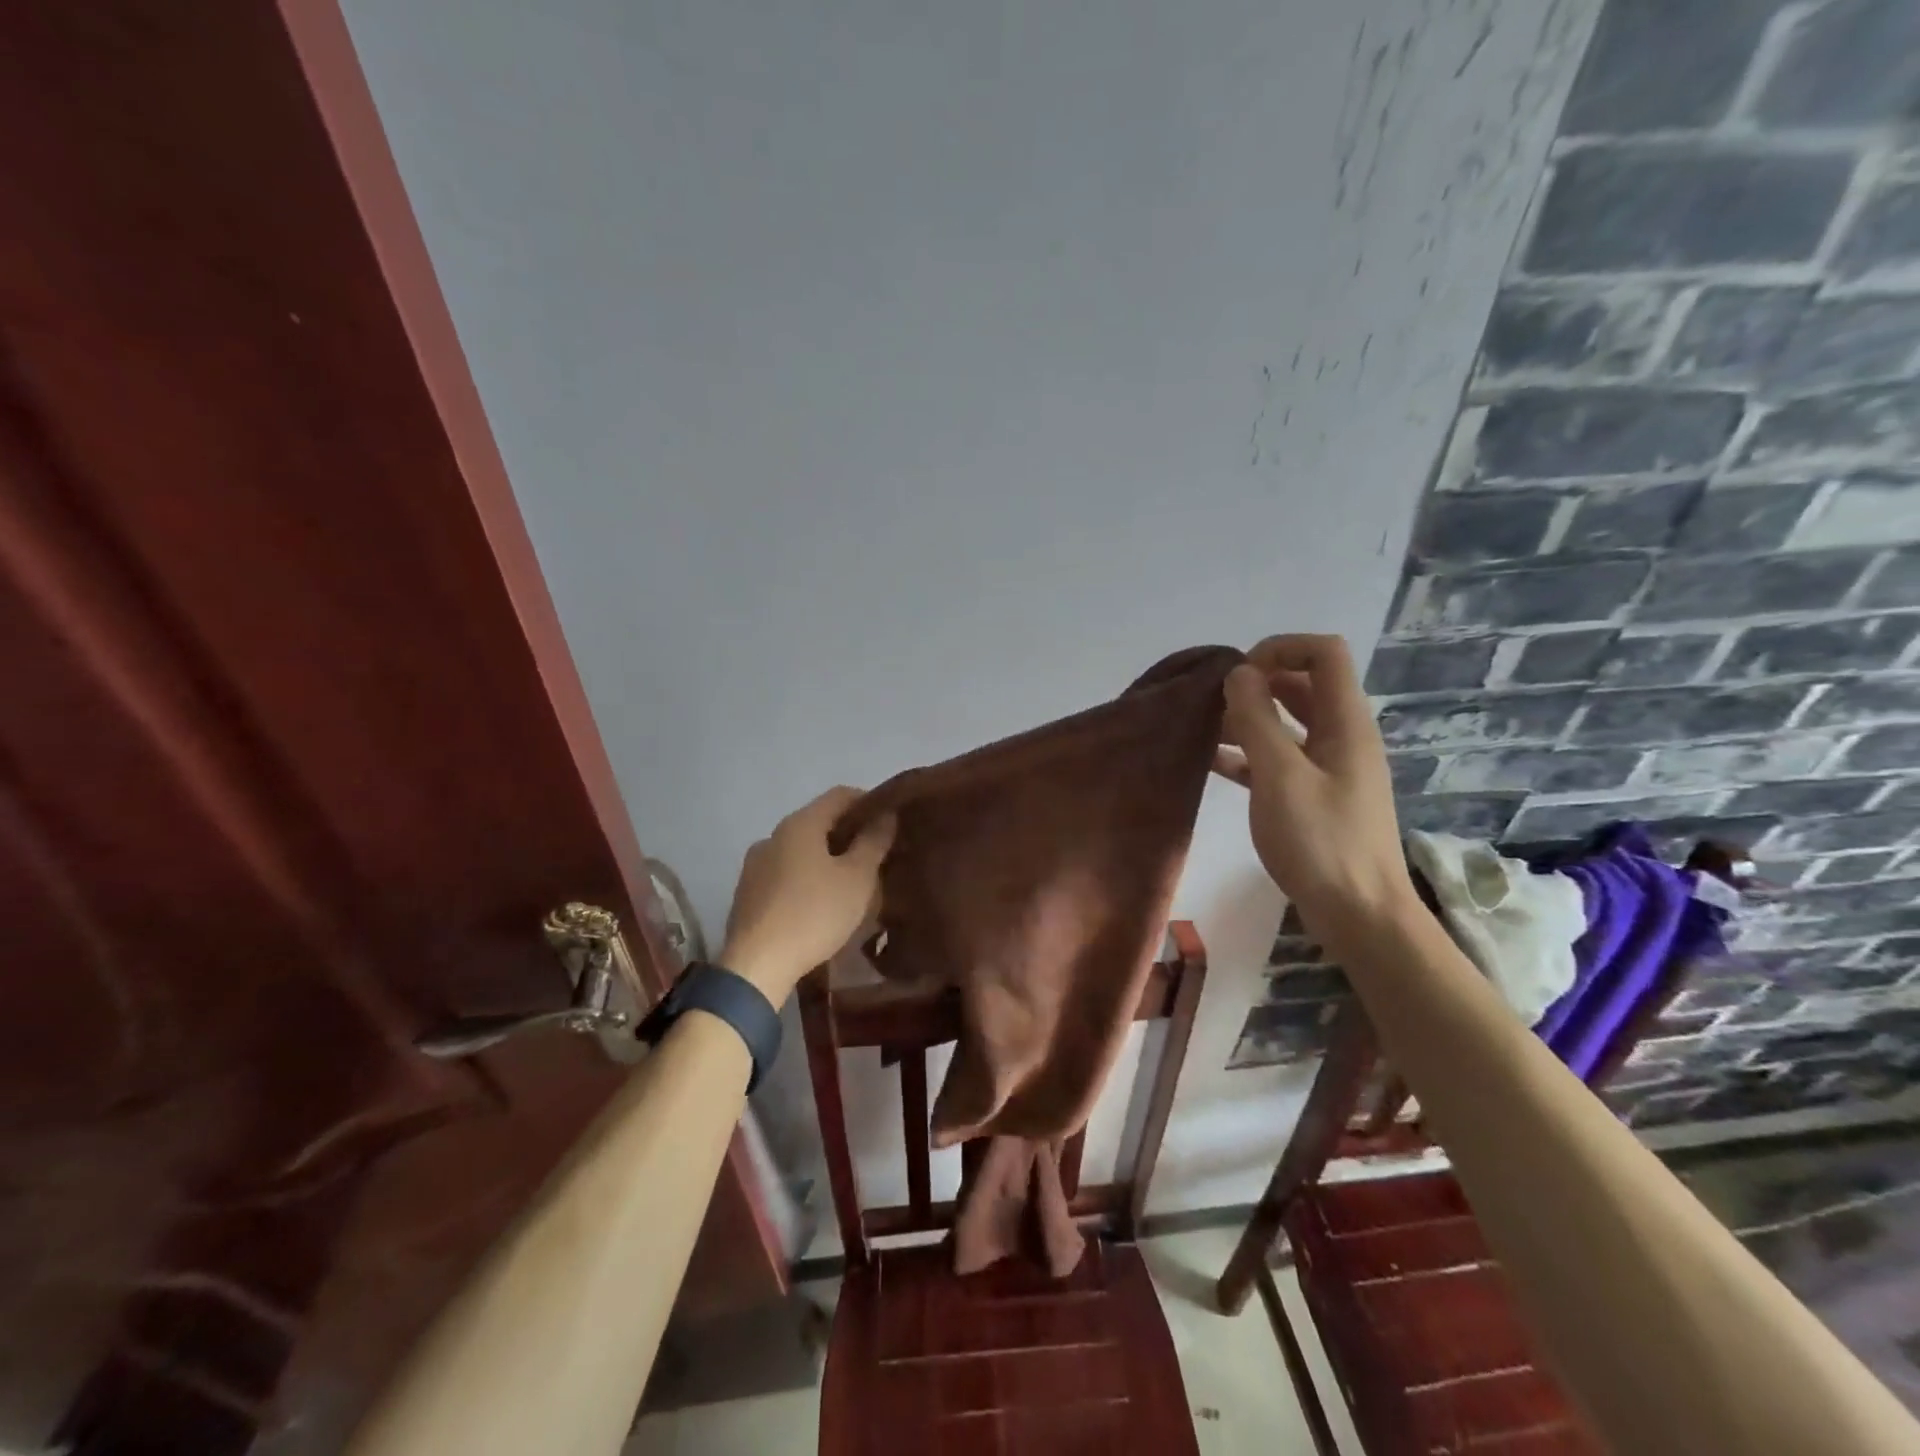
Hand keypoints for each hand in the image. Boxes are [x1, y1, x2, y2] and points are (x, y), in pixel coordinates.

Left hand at [719, 786, 895, 1003]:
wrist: (757, 965)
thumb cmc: (814, 913)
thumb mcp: (857, 878)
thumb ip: (873, 842)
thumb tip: (885, 816)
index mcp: (799, 824)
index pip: (839, 795)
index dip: (868, 801)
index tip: (889, 820)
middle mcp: (772, 836)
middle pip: (818, 822)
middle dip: (848, 834)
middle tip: (876, 854)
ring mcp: (754, 865)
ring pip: (800, 850)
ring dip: (826, 858)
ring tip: (850, 882)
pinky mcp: (747, 894)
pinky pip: (785, 874)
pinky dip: (806, 878)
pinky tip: (820, 903)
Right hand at [1213, 634, 1415, 944]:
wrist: (1359, 915)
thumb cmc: (1321, 842)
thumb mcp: (1281, 776)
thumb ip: (1257, 720)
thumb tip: (1239, 673)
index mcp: (1345, 723)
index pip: (1323, 653)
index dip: (1280, 648)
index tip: (1238, 675)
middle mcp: (1342, 737)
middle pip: (1302, 686)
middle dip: (1256, 684)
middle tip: (1212, 702)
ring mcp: (1330, 769)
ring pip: (1287, 724)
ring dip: (1248, 719)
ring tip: (1203, 730)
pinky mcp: (1314, 798)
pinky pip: (1279, 760)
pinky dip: (1248, 754)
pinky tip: (1212, 763)